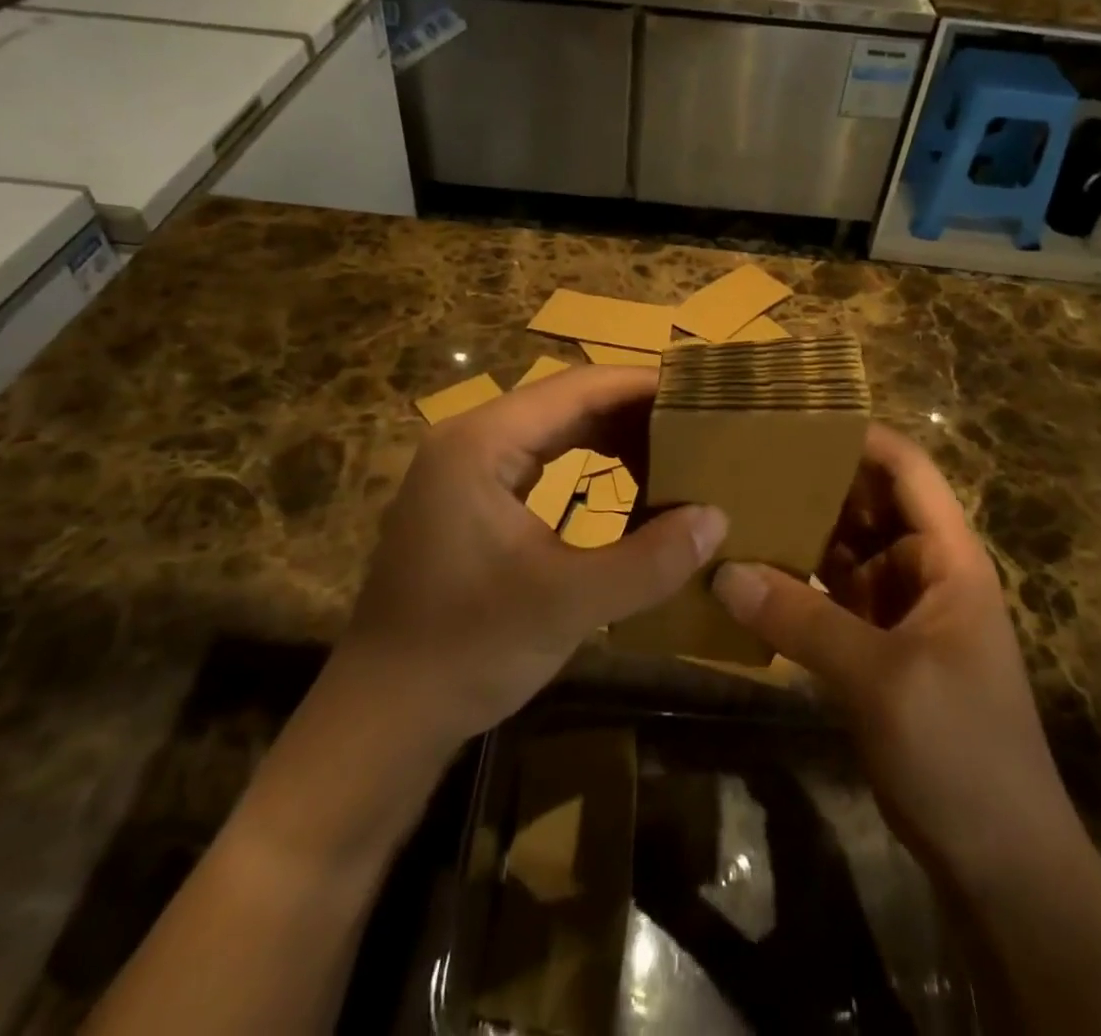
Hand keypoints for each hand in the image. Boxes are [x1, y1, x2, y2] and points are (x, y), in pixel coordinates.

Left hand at [341, 366, 726, 749]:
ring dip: (612, 438)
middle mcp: (470, 440)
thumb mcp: (567, 604)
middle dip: (633, 411)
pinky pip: (539, 462)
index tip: (701, 391)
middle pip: (565, 401)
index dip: (642, 384)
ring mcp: (464, 469)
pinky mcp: (468, 501)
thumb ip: (648, 560)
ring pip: (553, 430)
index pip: (577, 387)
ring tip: (674, 451)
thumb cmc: (467, 649)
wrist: (382, 716)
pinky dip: (586, 465)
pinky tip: (624, 484)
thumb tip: (717, 519)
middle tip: (698, 424)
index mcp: (482, 442)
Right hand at [711, 425, 1077, 885]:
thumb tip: (724, 570)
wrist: (1000, 863)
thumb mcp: (881, 679)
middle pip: (865, 504)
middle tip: (743, 459)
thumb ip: (800, 620)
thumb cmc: (961, 751)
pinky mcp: (872, 647)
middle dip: (811, 481)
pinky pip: (827, 597)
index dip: (858, 437)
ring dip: (797, 532)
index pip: (906, 470)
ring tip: (733, 503)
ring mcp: (896, 609)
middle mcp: (921, 570)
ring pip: (841, 550)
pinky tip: (745, 574)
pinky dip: (792, 584)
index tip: (793, 419)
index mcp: (947, 557)